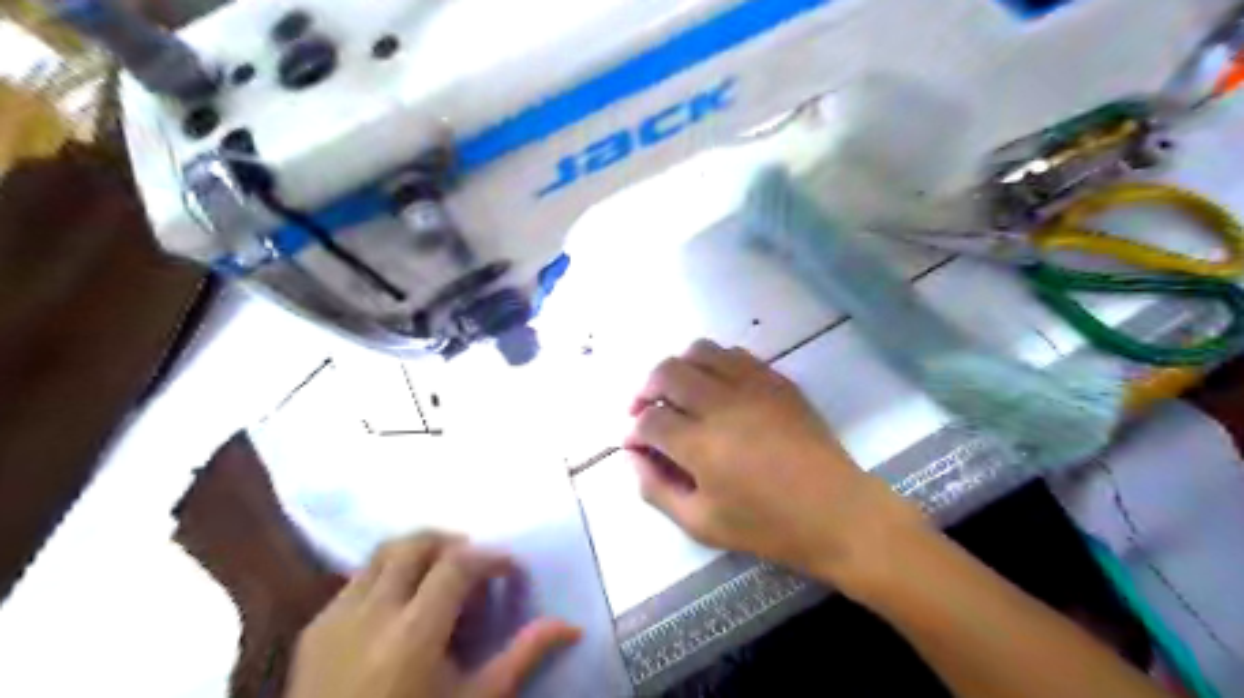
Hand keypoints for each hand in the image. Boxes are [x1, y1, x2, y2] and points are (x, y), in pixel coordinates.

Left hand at [289, 533, 580, 696]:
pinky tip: (403, 608)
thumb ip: (523, 656)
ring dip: (420, 552)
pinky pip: (358, 578)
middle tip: (477, 569)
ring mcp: (334, 618)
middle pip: (416, 543)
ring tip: (441, 579)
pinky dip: (389, 574)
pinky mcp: (313, 628)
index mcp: (412, 637)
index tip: (510, 573)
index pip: (459, 564)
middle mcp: (370, 614)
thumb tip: (571, 626)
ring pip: (382, 552)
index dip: (492, 558)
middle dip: (454, 543)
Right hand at [622, 341, 921, 590]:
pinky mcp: (777, 381)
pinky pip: (735, 354)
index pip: (650, 420)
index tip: (635, 443)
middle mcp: (722, 404)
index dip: (633, 430)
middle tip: (645, 411)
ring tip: (677, 392)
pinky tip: (716, 387)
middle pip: (667, 372)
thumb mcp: (701, 523)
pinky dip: (713, 363)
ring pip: (700, 352)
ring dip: (678, 368)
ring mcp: (753, 386)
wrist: (837, 512)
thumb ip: (656, 488)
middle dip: (645, 389)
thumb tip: (632, 456)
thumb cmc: (767, 526)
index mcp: (701, 445)